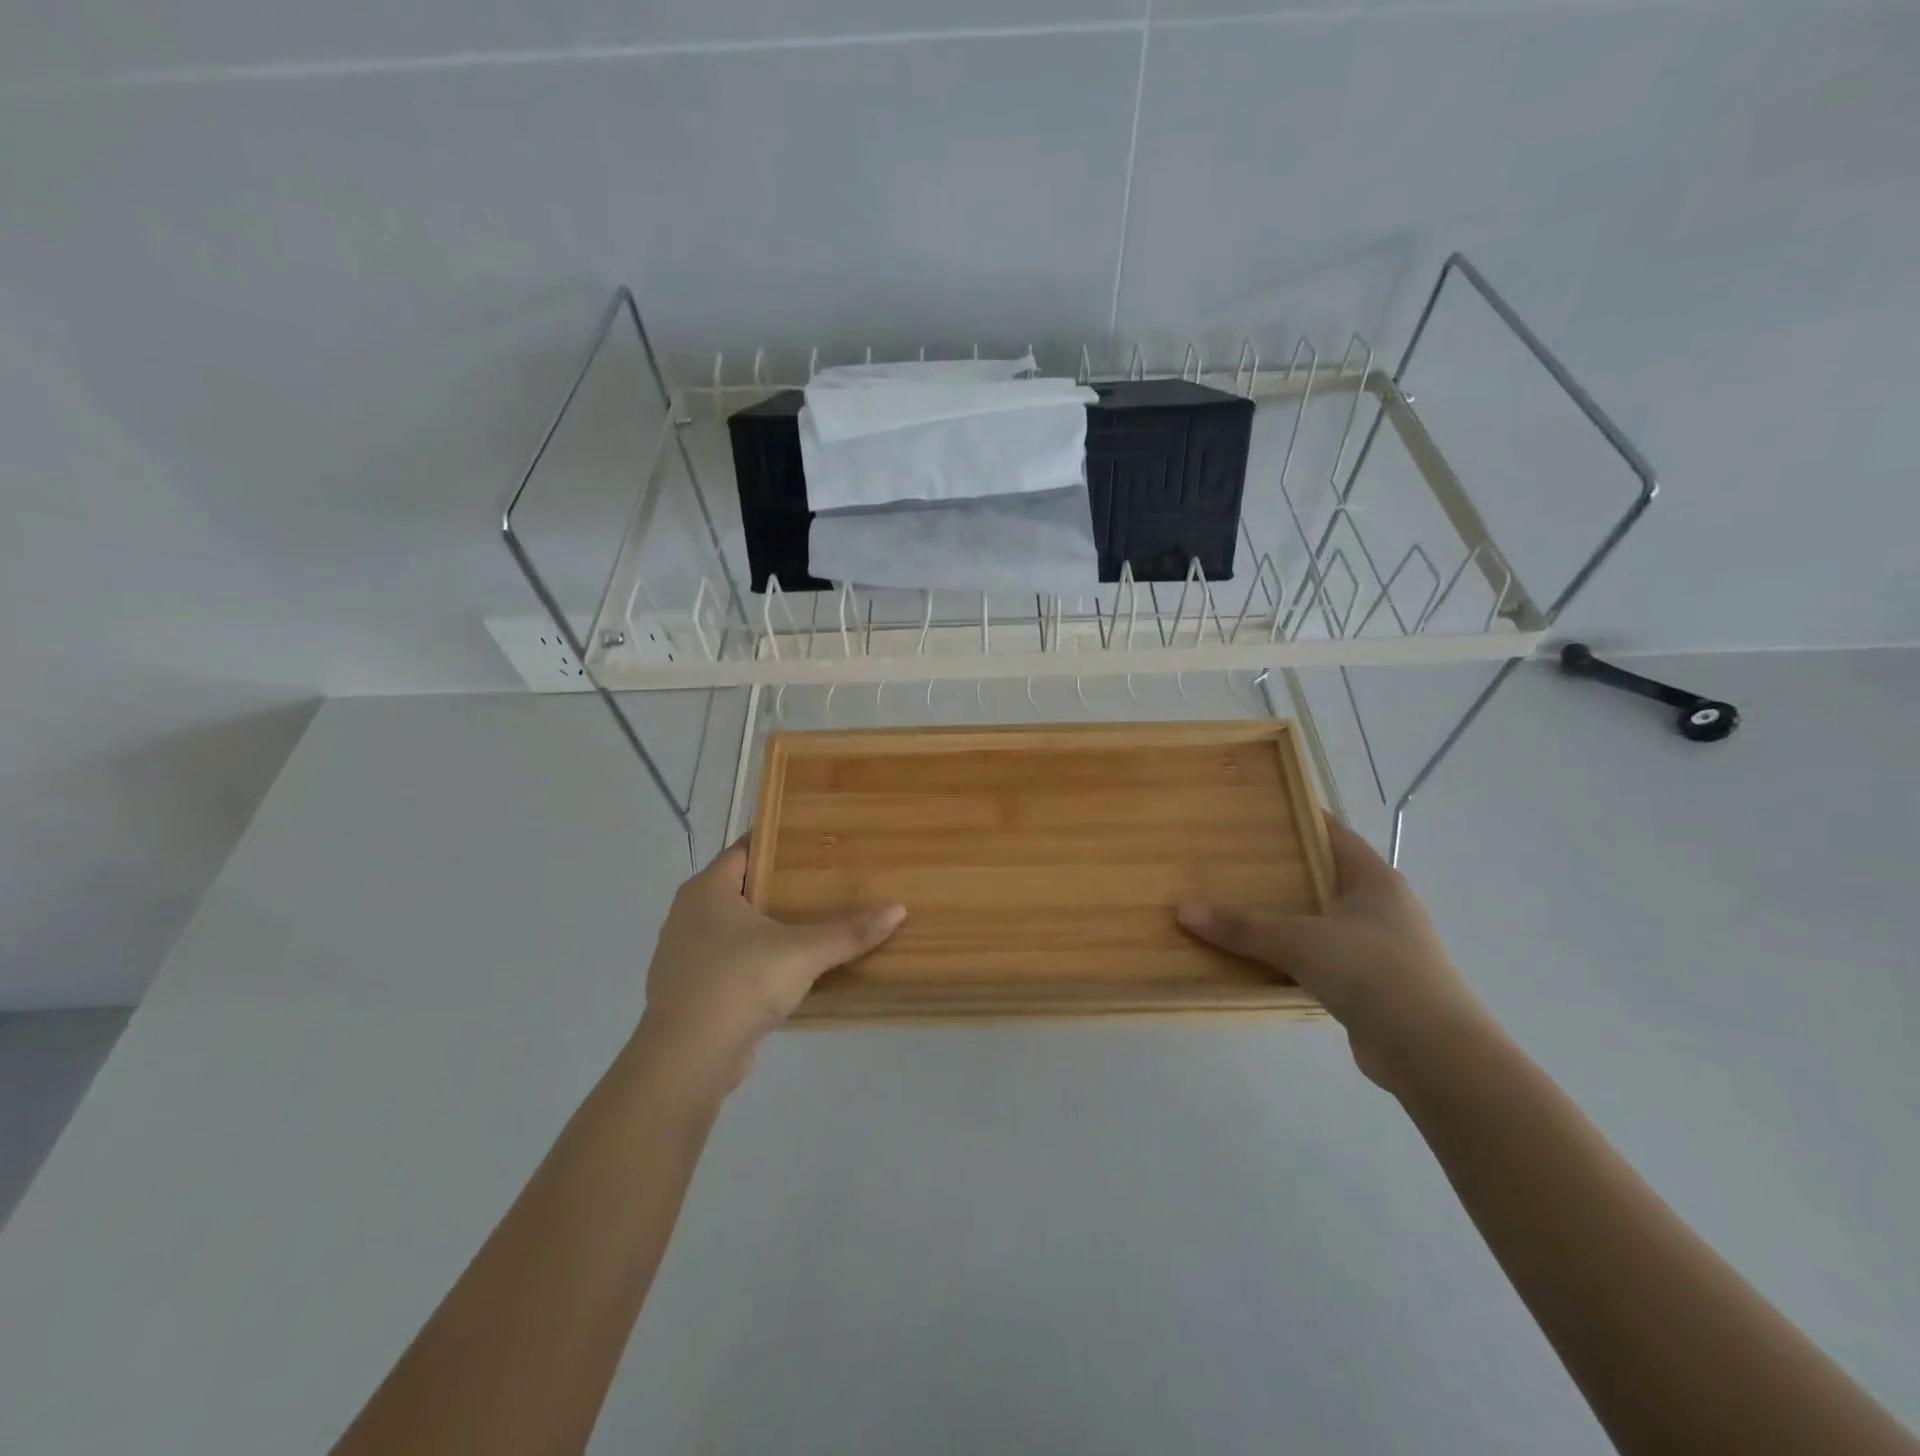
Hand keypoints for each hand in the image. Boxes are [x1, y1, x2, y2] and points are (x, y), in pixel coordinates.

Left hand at [631, 839, 905, 1101]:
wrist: (687, 1060)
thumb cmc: (739, 984)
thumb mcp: (802, 953)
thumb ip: (849, 932)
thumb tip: (898, 910)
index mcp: (707, 890)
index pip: (744, 849)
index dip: (778, 841)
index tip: (814, 839)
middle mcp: (689, 915)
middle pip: (741, 887)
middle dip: (780, 885)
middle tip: (825, 879)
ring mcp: (686, 955)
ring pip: (735, 928)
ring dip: (768, 926)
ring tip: (813, 922)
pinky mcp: (692, 990)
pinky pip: (731, 961)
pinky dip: (757, 959)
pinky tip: (788, 968)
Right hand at [1177, 814, 1489, 1090]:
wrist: (1433, 1053)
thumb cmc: (1372, 972)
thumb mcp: (1300, 941)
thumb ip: (1243, 927)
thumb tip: (1184, 912)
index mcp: (1373, 878)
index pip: (1330, 832)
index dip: (1294, 818)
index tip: (1252, 813)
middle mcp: (1379, 905)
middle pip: (1321, 875)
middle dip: (1279, 870)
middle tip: (1229, 860)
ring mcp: (1378, 945)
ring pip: (1320, 919)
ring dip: (1284, 916)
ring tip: (1235, 905)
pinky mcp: (1371, 983)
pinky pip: (1321, 956)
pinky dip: (1292, 954)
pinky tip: (1258, 957)